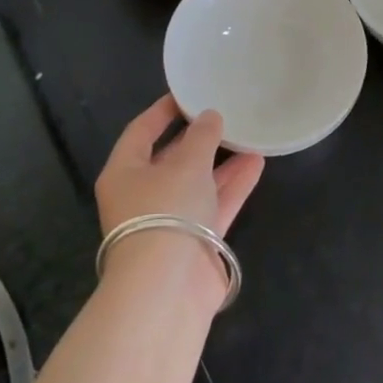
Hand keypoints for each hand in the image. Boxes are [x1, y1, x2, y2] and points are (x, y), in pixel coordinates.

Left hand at [94, 95, 264, 238]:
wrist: (168, 288)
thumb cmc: (166, 212)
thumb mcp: (186, 164)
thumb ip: (202, 136)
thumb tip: (210, 117)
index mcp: (124, 173)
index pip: (140, 132)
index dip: (163, 111)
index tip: (188, 93)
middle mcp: (143, 195)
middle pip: (171, 158)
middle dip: (198, 138)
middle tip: (225, 113)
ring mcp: (170, 220)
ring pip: (198, 182)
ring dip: (222, 161)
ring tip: (250, 135)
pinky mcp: (195, 241)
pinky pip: (215, 204)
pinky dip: (234, 184)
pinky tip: (257, 162)